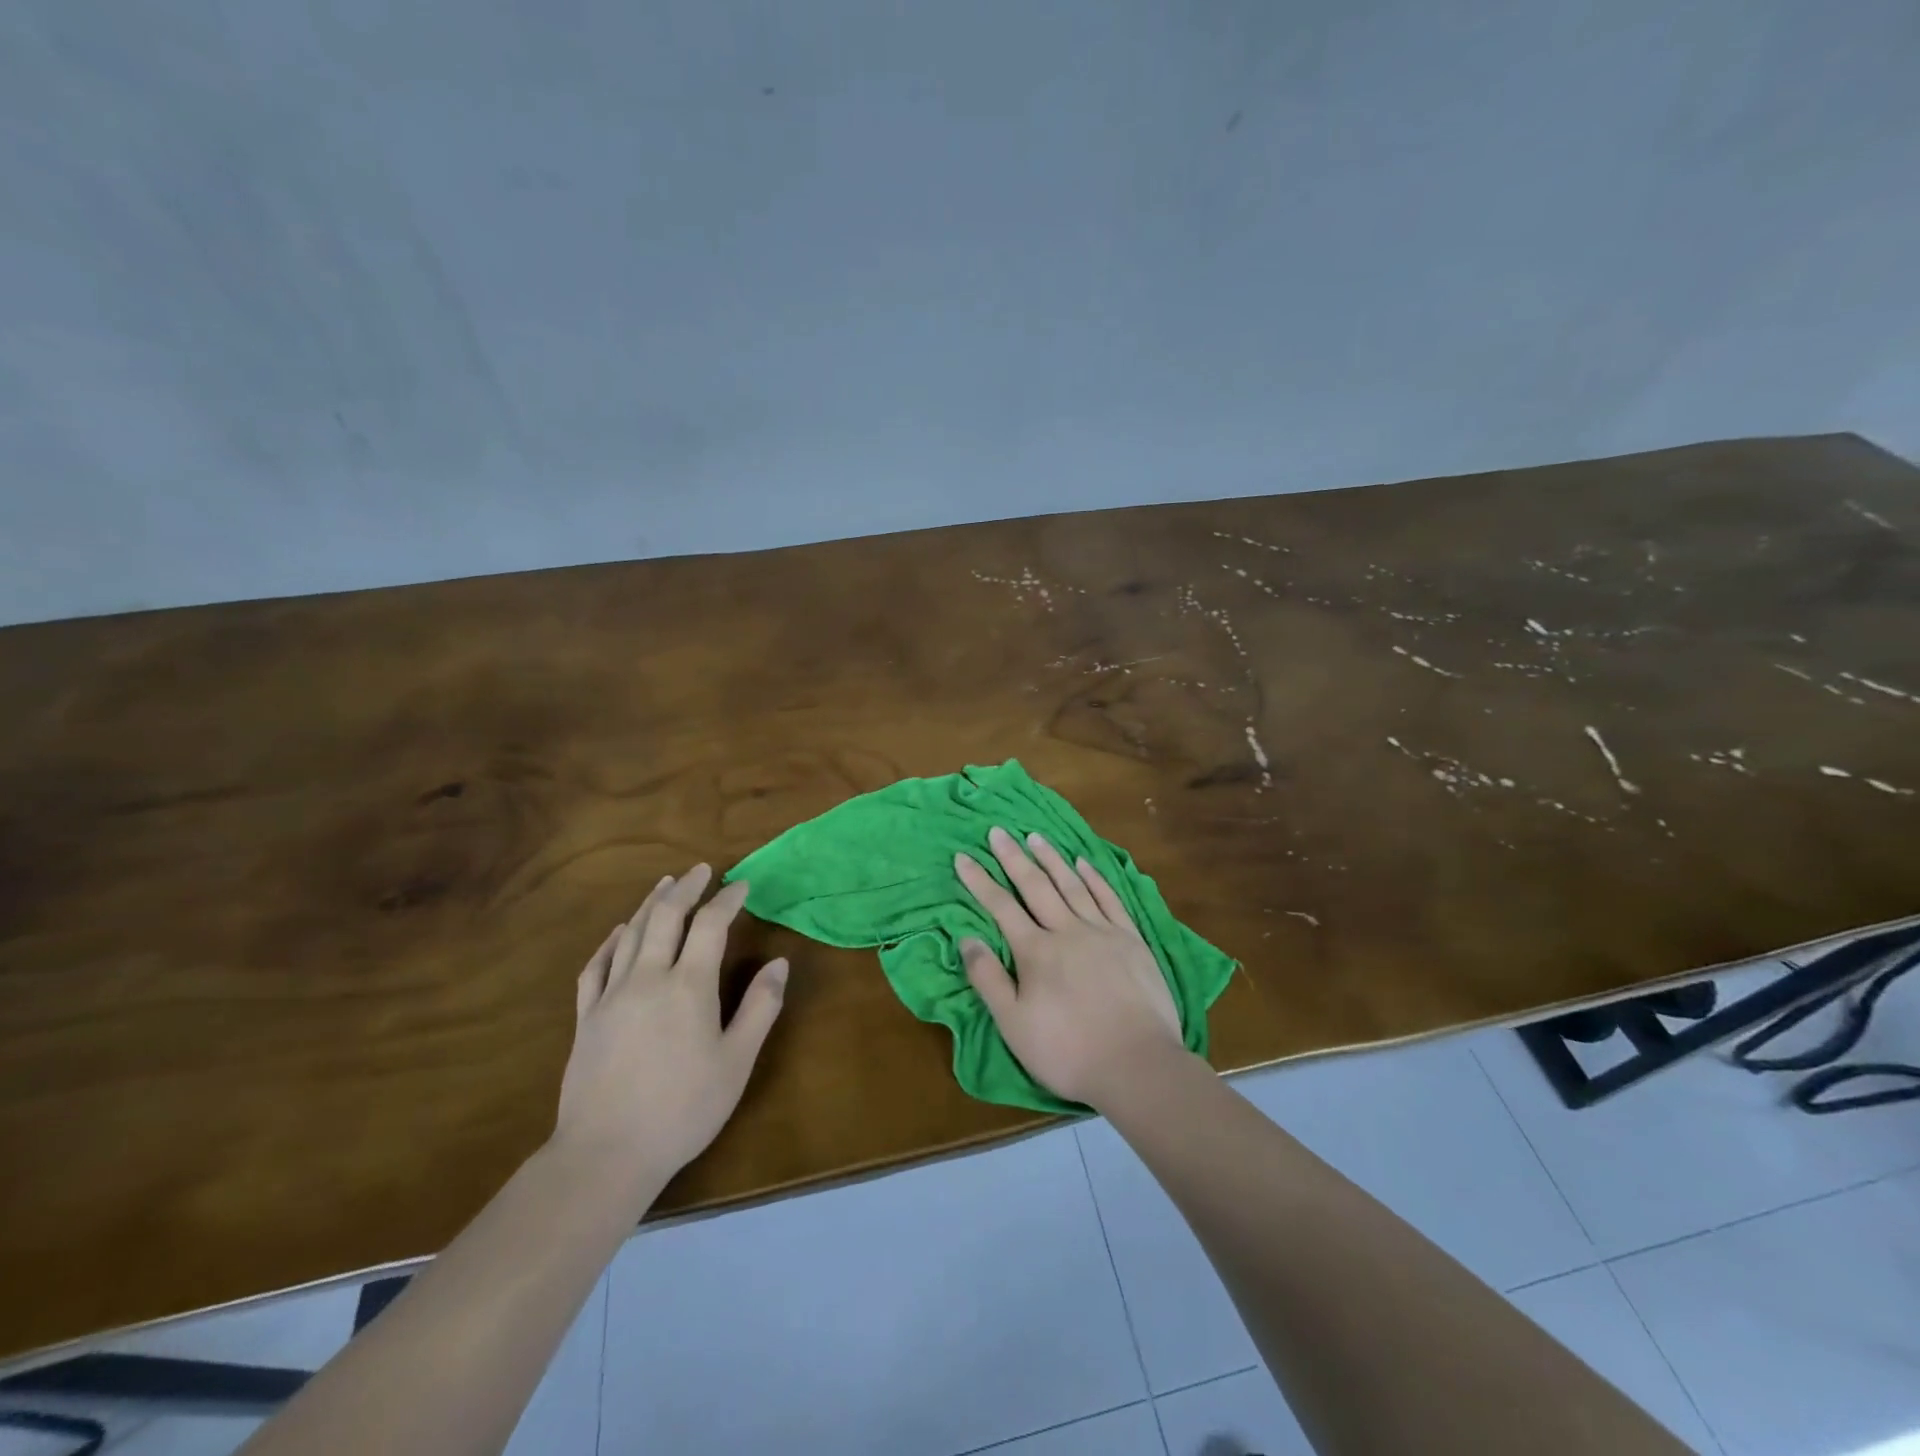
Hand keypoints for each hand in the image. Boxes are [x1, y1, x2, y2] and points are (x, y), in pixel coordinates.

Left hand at [550, 865, 787, 1199]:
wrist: (606, 1154)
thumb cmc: (682, 1109)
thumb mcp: (736, 1062)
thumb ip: (760, 1007)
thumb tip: (780, 963)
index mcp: (689, 986)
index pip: (710, 925)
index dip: (727, 900)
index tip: (742, 885)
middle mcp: (647, 978)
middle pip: (665, 917)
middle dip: (686, 888)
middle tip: (701, 870)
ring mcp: (611, 995)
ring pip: (631, 934)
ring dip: (651, 904)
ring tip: (665, 884)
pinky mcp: (585, 1017)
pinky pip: (596, 965)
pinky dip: (611, 940)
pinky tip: (620, 932)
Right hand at [955, 827, 1184, 1107]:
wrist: (1137, 1064)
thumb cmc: (1068, 1051)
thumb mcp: (1014, 1024)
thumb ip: (988, 979)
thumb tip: (967, 938)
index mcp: (1036, 951)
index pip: (1000, 906)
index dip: (979, 880)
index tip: (963, 856)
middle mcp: (1067, 930)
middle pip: (1036, 886)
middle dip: (1013, 857)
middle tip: (998, 831)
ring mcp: (1103, 932)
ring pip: (1072, 884)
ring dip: (1052, 858)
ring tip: (1035, 836)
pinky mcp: (1132, 940)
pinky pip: (1109, 898)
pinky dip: (1094, 877)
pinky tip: (1084, 862)